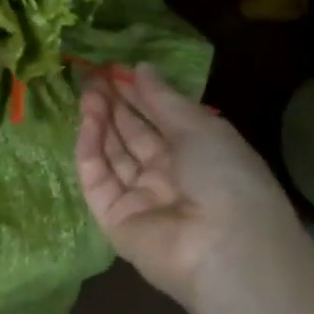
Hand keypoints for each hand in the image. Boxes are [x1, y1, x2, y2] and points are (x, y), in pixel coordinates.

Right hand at [76, 64, 304, 311]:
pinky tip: (88, 120)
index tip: (116, 69)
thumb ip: (163, 99)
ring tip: (88, 91)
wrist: (224, 246)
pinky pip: (99, 179)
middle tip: (93, 76)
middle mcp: (168, 177)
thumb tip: (140, 68)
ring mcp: (139, 199)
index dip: (139, 94)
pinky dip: (91, 149)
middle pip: (134, 136)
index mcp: (198, 155)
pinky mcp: (113, 218)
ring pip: (113, 155)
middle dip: (115, 105)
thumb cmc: (225, 176)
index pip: (161, 120)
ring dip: (101, 122)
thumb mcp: (200, 127)